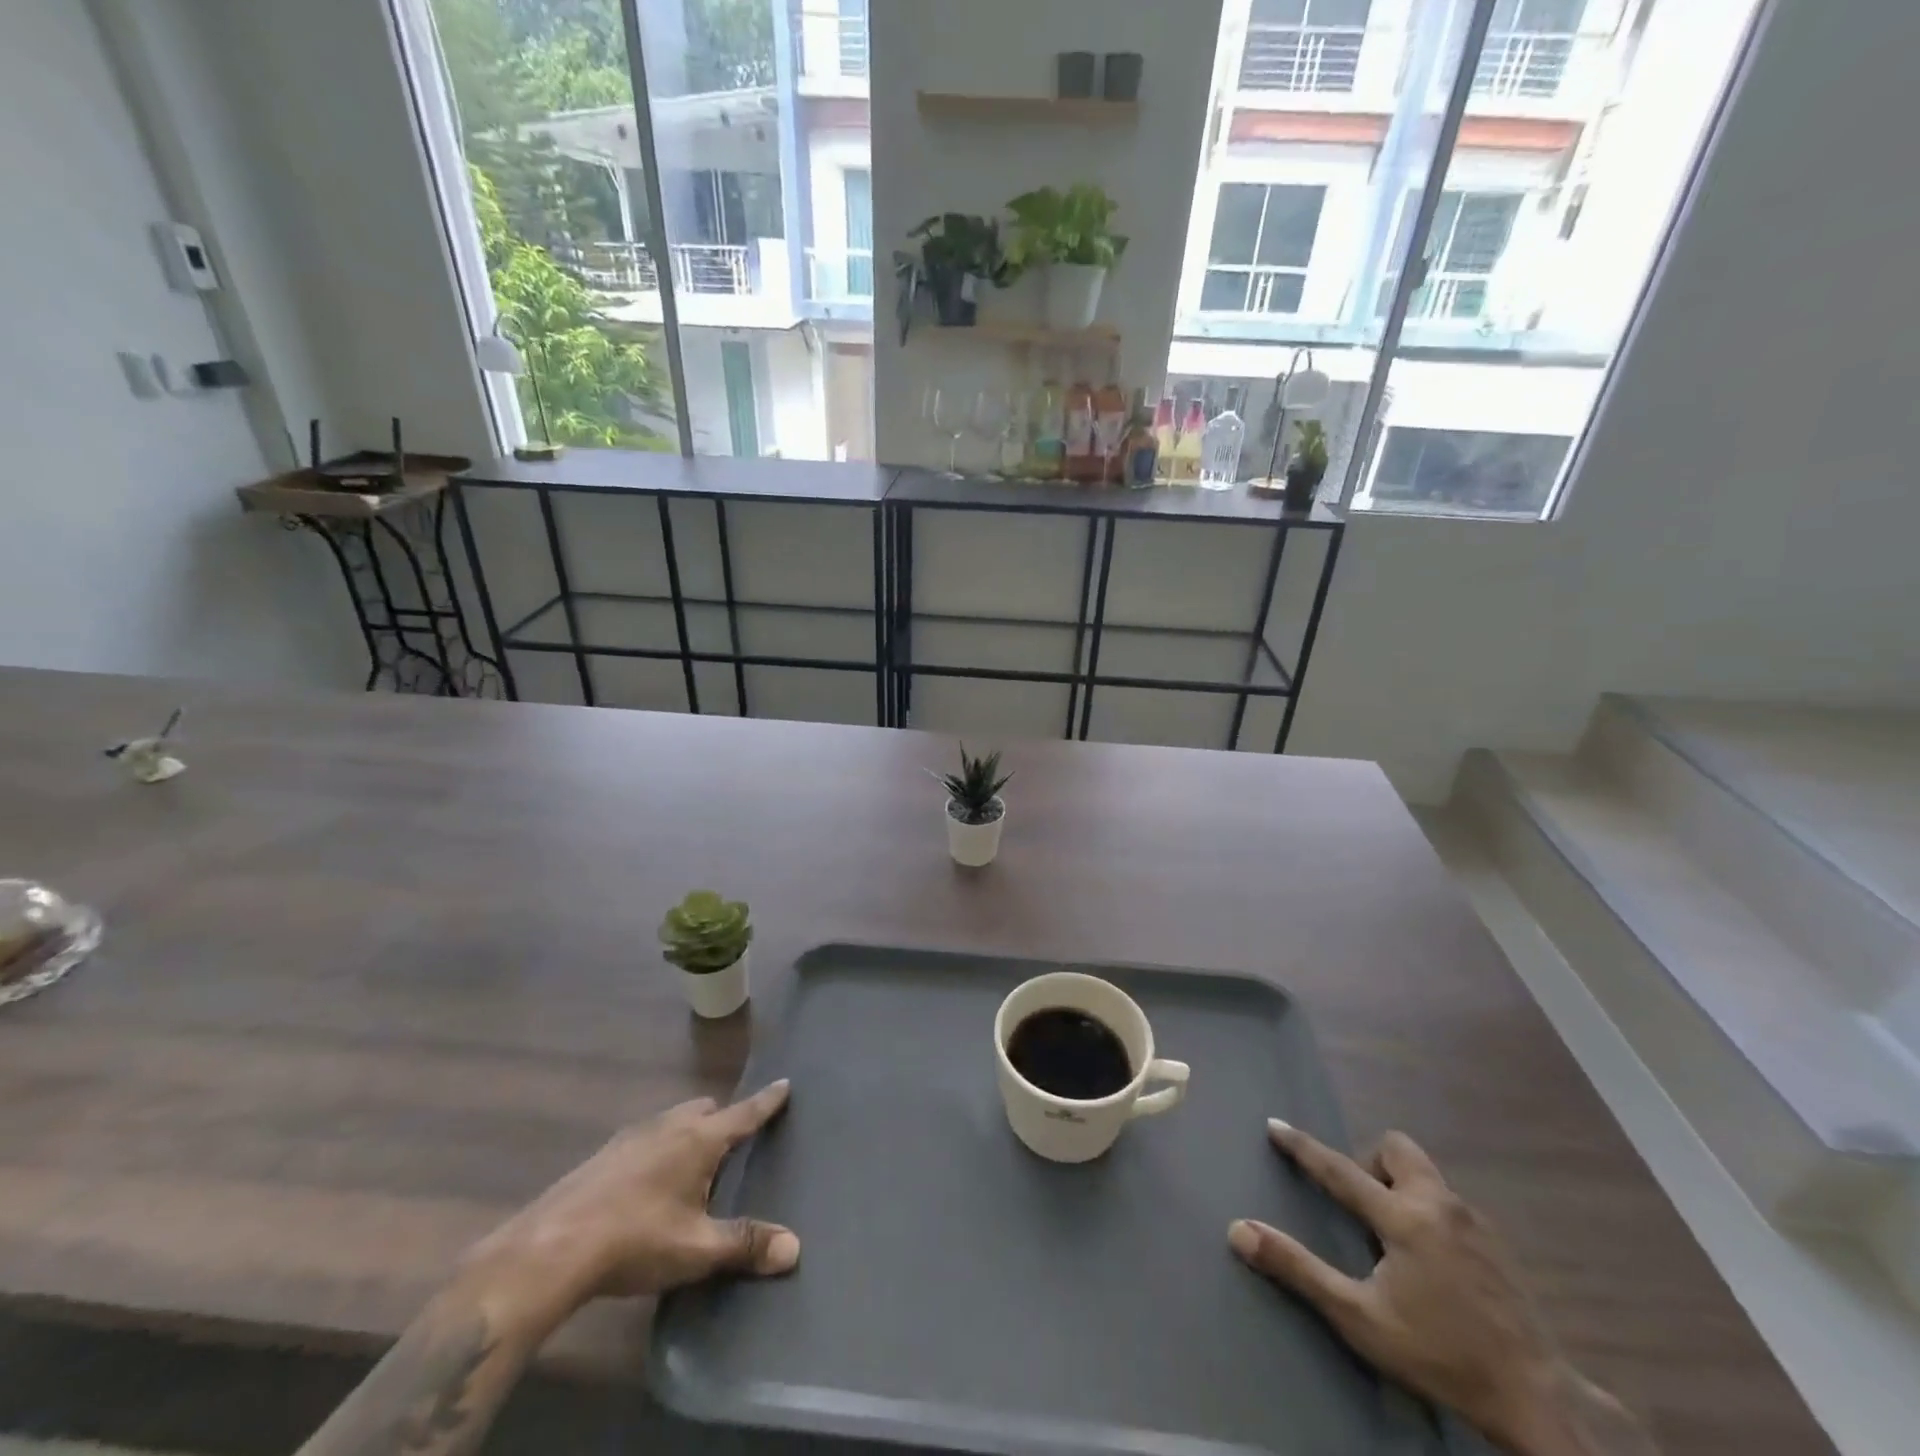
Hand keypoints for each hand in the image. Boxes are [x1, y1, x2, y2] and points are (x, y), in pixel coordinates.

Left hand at [461, 1081, 798, 1333]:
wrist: (551, 1247)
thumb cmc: (636, 1240)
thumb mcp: (697, 1249)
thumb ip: (745, 1244)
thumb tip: (794, 1248)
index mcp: (699, 1139)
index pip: (744, 1113)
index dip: (767, 1101)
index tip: (785, 1083)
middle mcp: (669, 1125)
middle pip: (705, 1109)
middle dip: (723, 1118)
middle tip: (734, 1140)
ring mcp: (632, 1135)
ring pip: (673, 1119)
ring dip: (689, 1130)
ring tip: (692, 1161)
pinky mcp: (604, 1153)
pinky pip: (647, 1136)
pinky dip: (659, 1146)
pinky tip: (648, 1180)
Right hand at [1230, 1123, 1647, 1454]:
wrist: (1541, 1402)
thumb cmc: (1441, 1356)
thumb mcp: (1360, 1320)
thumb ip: (1299, 1269)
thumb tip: (1238, 1229)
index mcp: (1404, 1218)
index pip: (1339, 1169)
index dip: (1303, 1147)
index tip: (1275, 1125)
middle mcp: (1439, 1205)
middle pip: (1397, 1149)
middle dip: (1372, 1163)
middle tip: (1363, 1208)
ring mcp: (1475, 1223)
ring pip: (1427, 1175)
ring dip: (1402, 1188)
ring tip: (1394, 1241)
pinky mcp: (1499, 1246)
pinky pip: (1450, 1204)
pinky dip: (1430, 1215)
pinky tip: (1434, 1266)